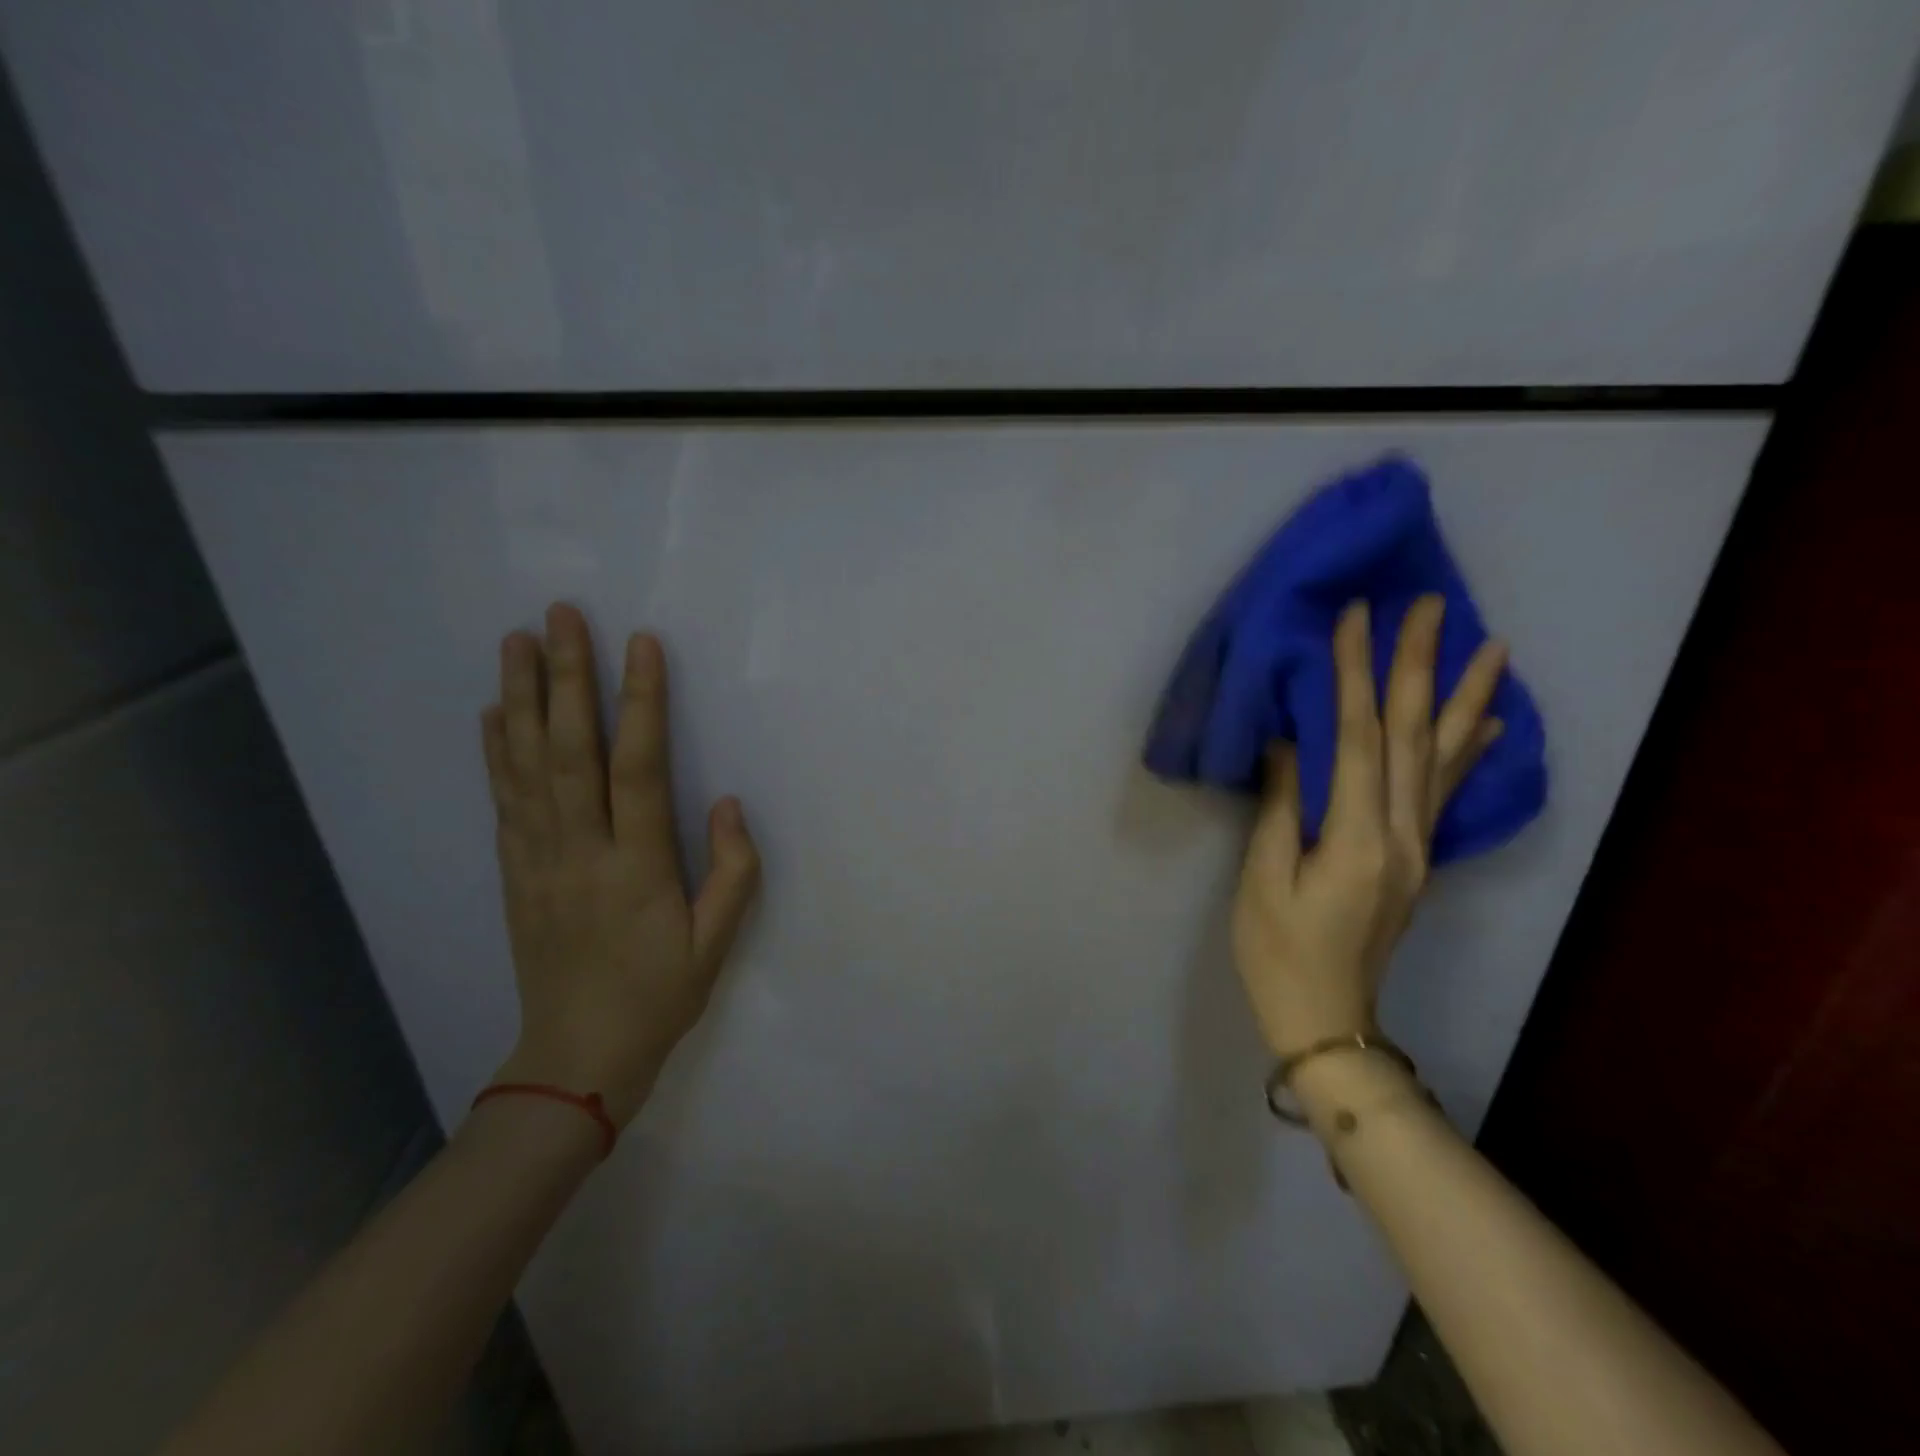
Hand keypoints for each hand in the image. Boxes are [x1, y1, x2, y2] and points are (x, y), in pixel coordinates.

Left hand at [480, 604, 759, 1126]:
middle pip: (567, 750)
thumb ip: (733, 871)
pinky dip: (495, 751)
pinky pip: (503, 801)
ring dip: (520, 698)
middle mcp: (579, 851)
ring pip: (525, 766)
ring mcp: (538, 860)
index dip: (641, 702)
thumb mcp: (717, 944)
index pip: (637, 767)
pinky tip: (493, 713)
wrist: (577, 1058)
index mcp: (635, 866)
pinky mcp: (515, 873)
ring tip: (516, 641)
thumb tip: (727, 802)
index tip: (641, 644)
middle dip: (564, 677)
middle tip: (559, 615)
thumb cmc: (659, 997)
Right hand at [1231, 596, 1506, 1058]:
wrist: (1325, 1018)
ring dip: (1463, 698)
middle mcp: (1403, 836)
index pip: (1359, 739)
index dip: (1356, 675)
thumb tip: (1292, 743)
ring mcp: (1417, 847)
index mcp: (1358, 840)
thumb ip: (1283, 807)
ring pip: (1444, 760)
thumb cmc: (1277, 950)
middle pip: (1413, 737)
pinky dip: (1470, 752)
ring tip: (1492, 646)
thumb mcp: (1264, 879)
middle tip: (1432, 604)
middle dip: (1419, 666)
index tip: (1356, 618)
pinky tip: (1488, 724)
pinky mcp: (1414, 857)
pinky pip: (1447, 792)